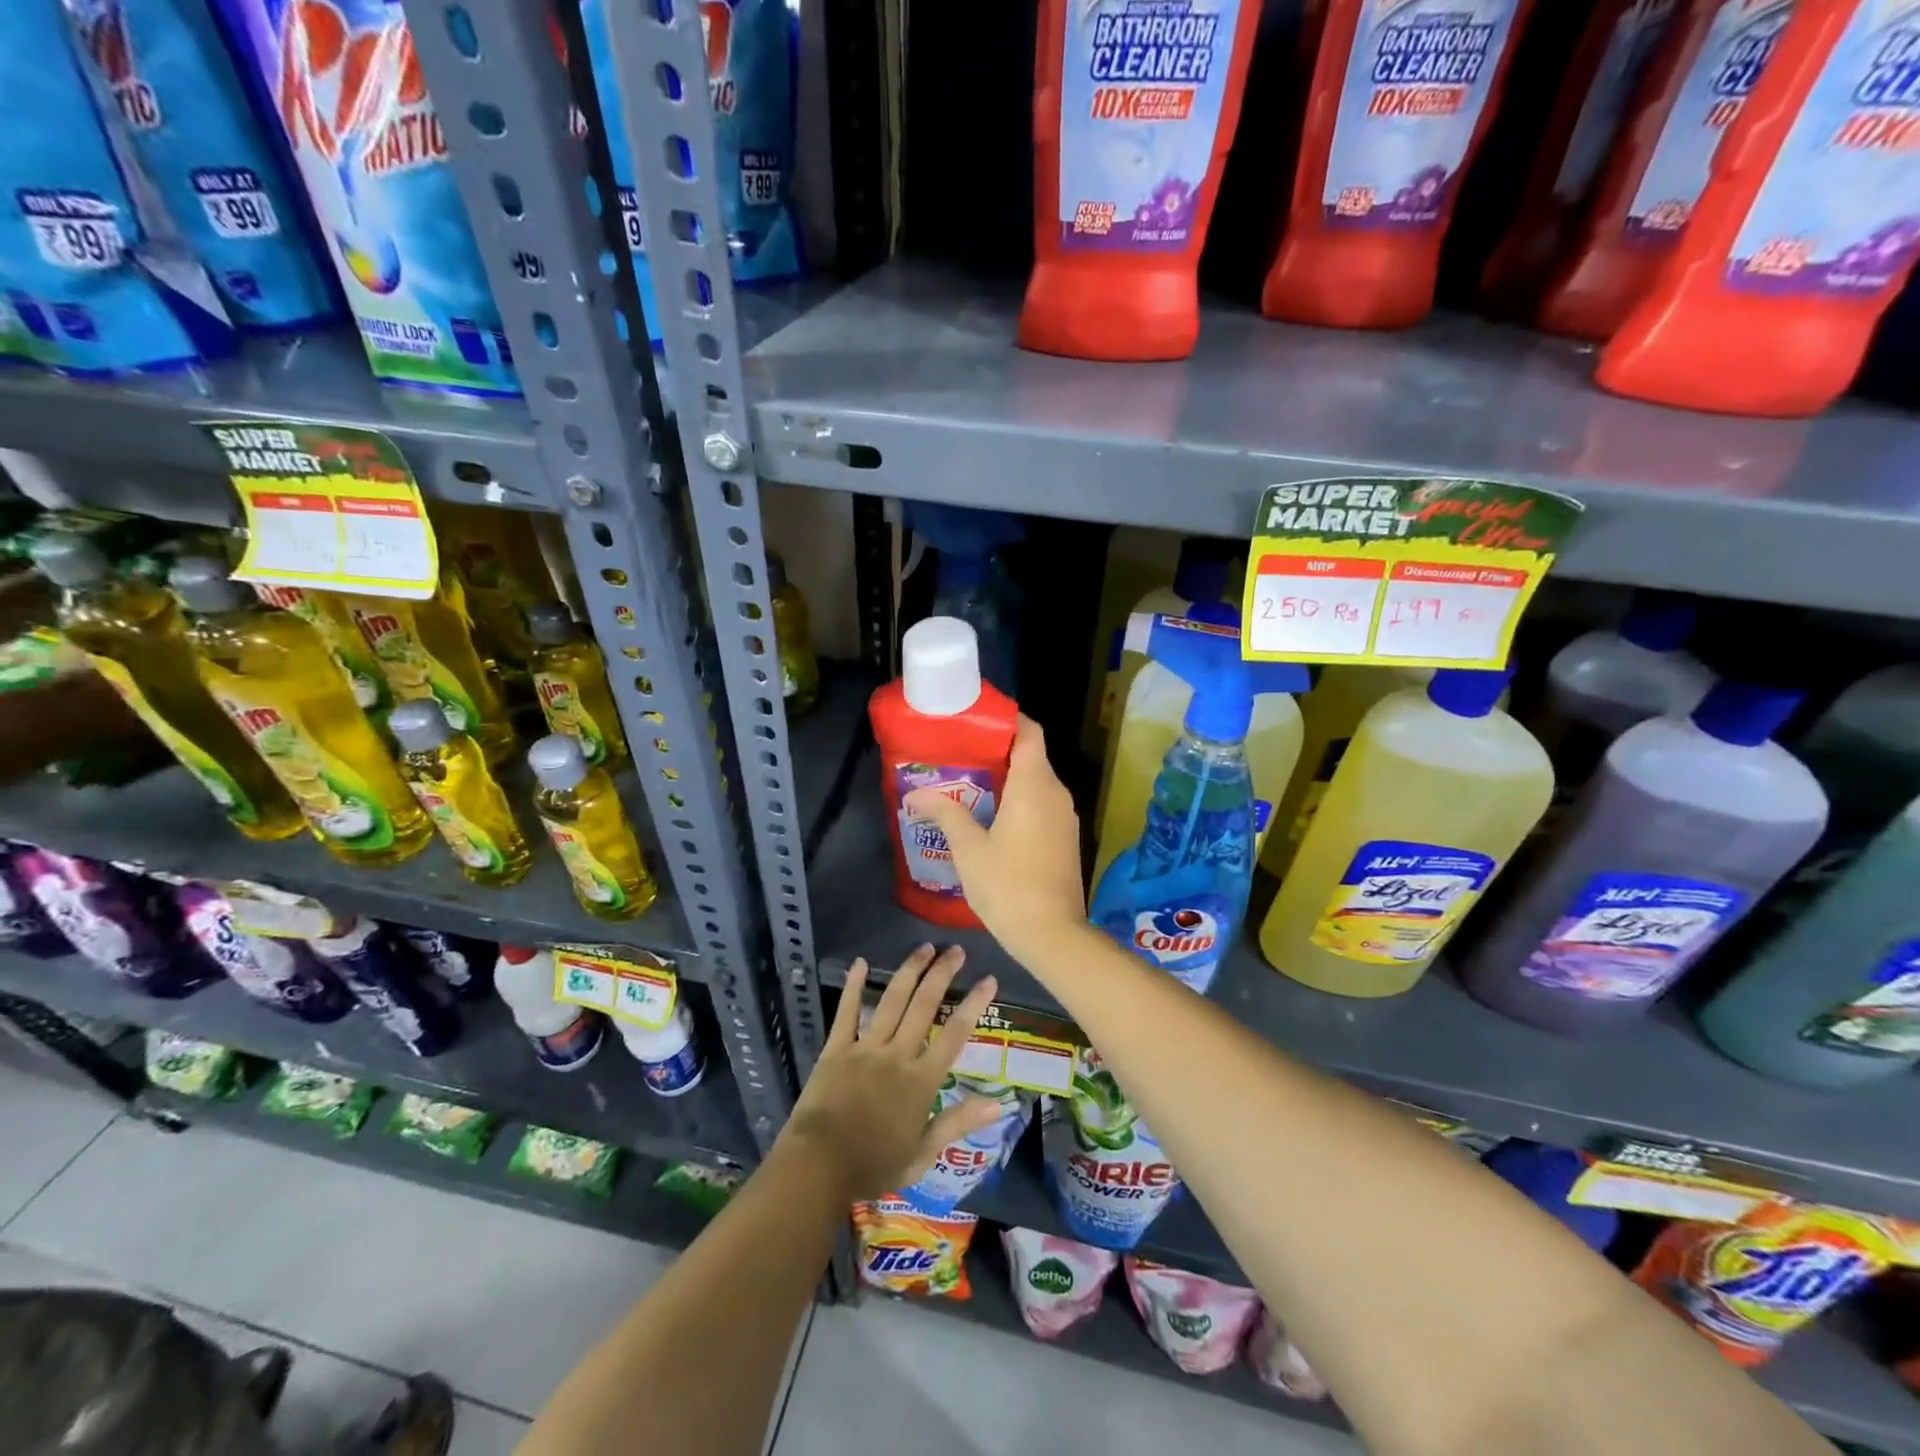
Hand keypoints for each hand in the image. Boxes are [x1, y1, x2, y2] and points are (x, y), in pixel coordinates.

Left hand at [781, 945, 1000, 1200]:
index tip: (989, 979)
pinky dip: (854, 986)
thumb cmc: (873, 1166)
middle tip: (956, 950)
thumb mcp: (922, 1154)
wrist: (818, 1168)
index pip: (954, 1034)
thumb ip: (957, 1122)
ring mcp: (865, 1048)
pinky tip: (860, 962)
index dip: (974, 1004)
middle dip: (943, 974)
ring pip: (892, 1001)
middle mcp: (897, 1055)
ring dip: (909, 971)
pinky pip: (847, 1012)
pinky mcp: (836, 1049)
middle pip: (925, 1006)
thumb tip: (998, 1103)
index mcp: (921, 1081)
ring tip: (925, 948)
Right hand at [904, 715, 1088, 965]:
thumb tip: (917, 794)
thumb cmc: (1007, 884)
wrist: (1051, 934)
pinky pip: (1042, 805)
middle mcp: (1056, 793)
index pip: (1029, 732)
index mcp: (1034, 785)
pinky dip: (1019, 801)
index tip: (977, 722)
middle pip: (1030, 756)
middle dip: (997, 752)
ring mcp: (1065, 817)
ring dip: (1007, 779)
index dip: (1007, 720)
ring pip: (1036, 783)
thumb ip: (945, 814)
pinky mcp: (1065, 839)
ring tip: (969, 786)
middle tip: (960, 756)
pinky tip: (991, 818)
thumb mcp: (968, 848)